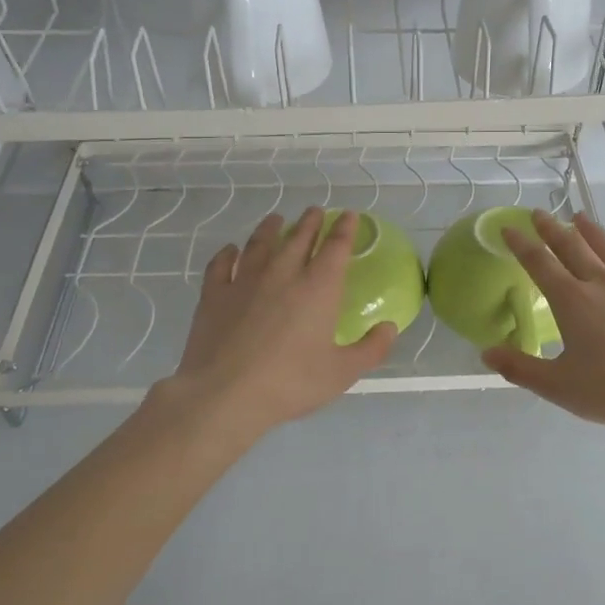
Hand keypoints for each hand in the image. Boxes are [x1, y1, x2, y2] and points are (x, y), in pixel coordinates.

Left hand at [158, 206, 397, 439]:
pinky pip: (221, 264)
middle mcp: (283, 273)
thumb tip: (390, 328)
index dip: (345, 228)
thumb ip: (371, 349)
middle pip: (299, 237)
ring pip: (260, 243)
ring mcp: (244, 280)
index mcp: (318, 288)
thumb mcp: (342, 373)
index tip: (348, 214)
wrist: (225, 394)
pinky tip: (230, 250)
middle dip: (310, 221)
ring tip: (276, 219)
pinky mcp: (214, 294)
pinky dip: (228, 253)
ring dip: (270, 228)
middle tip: (315, 211)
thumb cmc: (291, 382)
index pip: (336, 247)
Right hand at [482, 211, 604, 441]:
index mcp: (572, 301)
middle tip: (539, 213)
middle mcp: (602, 284)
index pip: (539, 263)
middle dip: (552, 228)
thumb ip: (520, 368)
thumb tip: (487, 353)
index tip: (509, 228)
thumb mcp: (559, 387)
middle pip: (572, 246)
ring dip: (590, 231)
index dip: (521, 243)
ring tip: (580, 217)